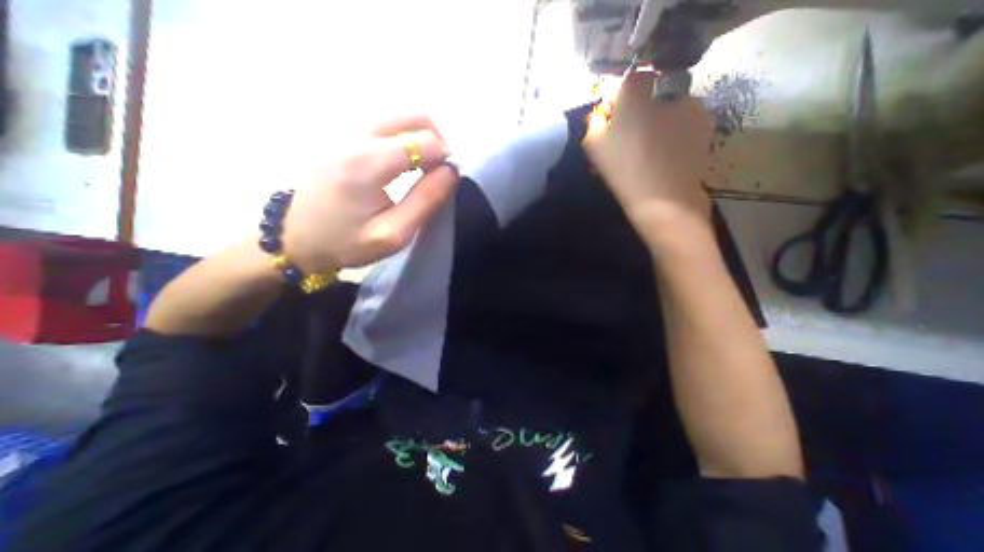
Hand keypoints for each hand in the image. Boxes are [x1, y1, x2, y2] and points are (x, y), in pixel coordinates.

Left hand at [281, 115, 456, 273]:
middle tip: (439, 172)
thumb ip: (425, 201)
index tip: (446, 180)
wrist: (294, 238)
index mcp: (367, 163)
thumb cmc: (346, 243)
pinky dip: (405, 138)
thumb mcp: (393, 234)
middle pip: (414, 116)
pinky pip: (385, 125)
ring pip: (400, 117)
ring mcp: (345, 131)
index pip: (424, 141)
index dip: (445, 158)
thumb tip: (451, 172)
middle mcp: (355, 136)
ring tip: (423, 168)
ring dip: (422, 138)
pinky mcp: (341, 136)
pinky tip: (404, 163)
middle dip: (437, 141)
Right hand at [583, 71, 716, 250]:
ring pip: (667, 111)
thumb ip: (593, 122)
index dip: (619, 100)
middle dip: (636, 114)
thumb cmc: (623, 169)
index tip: (611, 124)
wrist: (663, 198)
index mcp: (639, 92)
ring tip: (646, 154)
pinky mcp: (705, 128)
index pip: (629, 80)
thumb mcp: (592, 146)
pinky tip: (663, 158)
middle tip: (626, 143)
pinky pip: (682, 125)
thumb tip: (602, 114)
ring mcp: (692, 108)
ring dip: (655, 125)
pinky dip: (672, 136)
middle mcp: (670, 91)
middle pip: (649, 96)